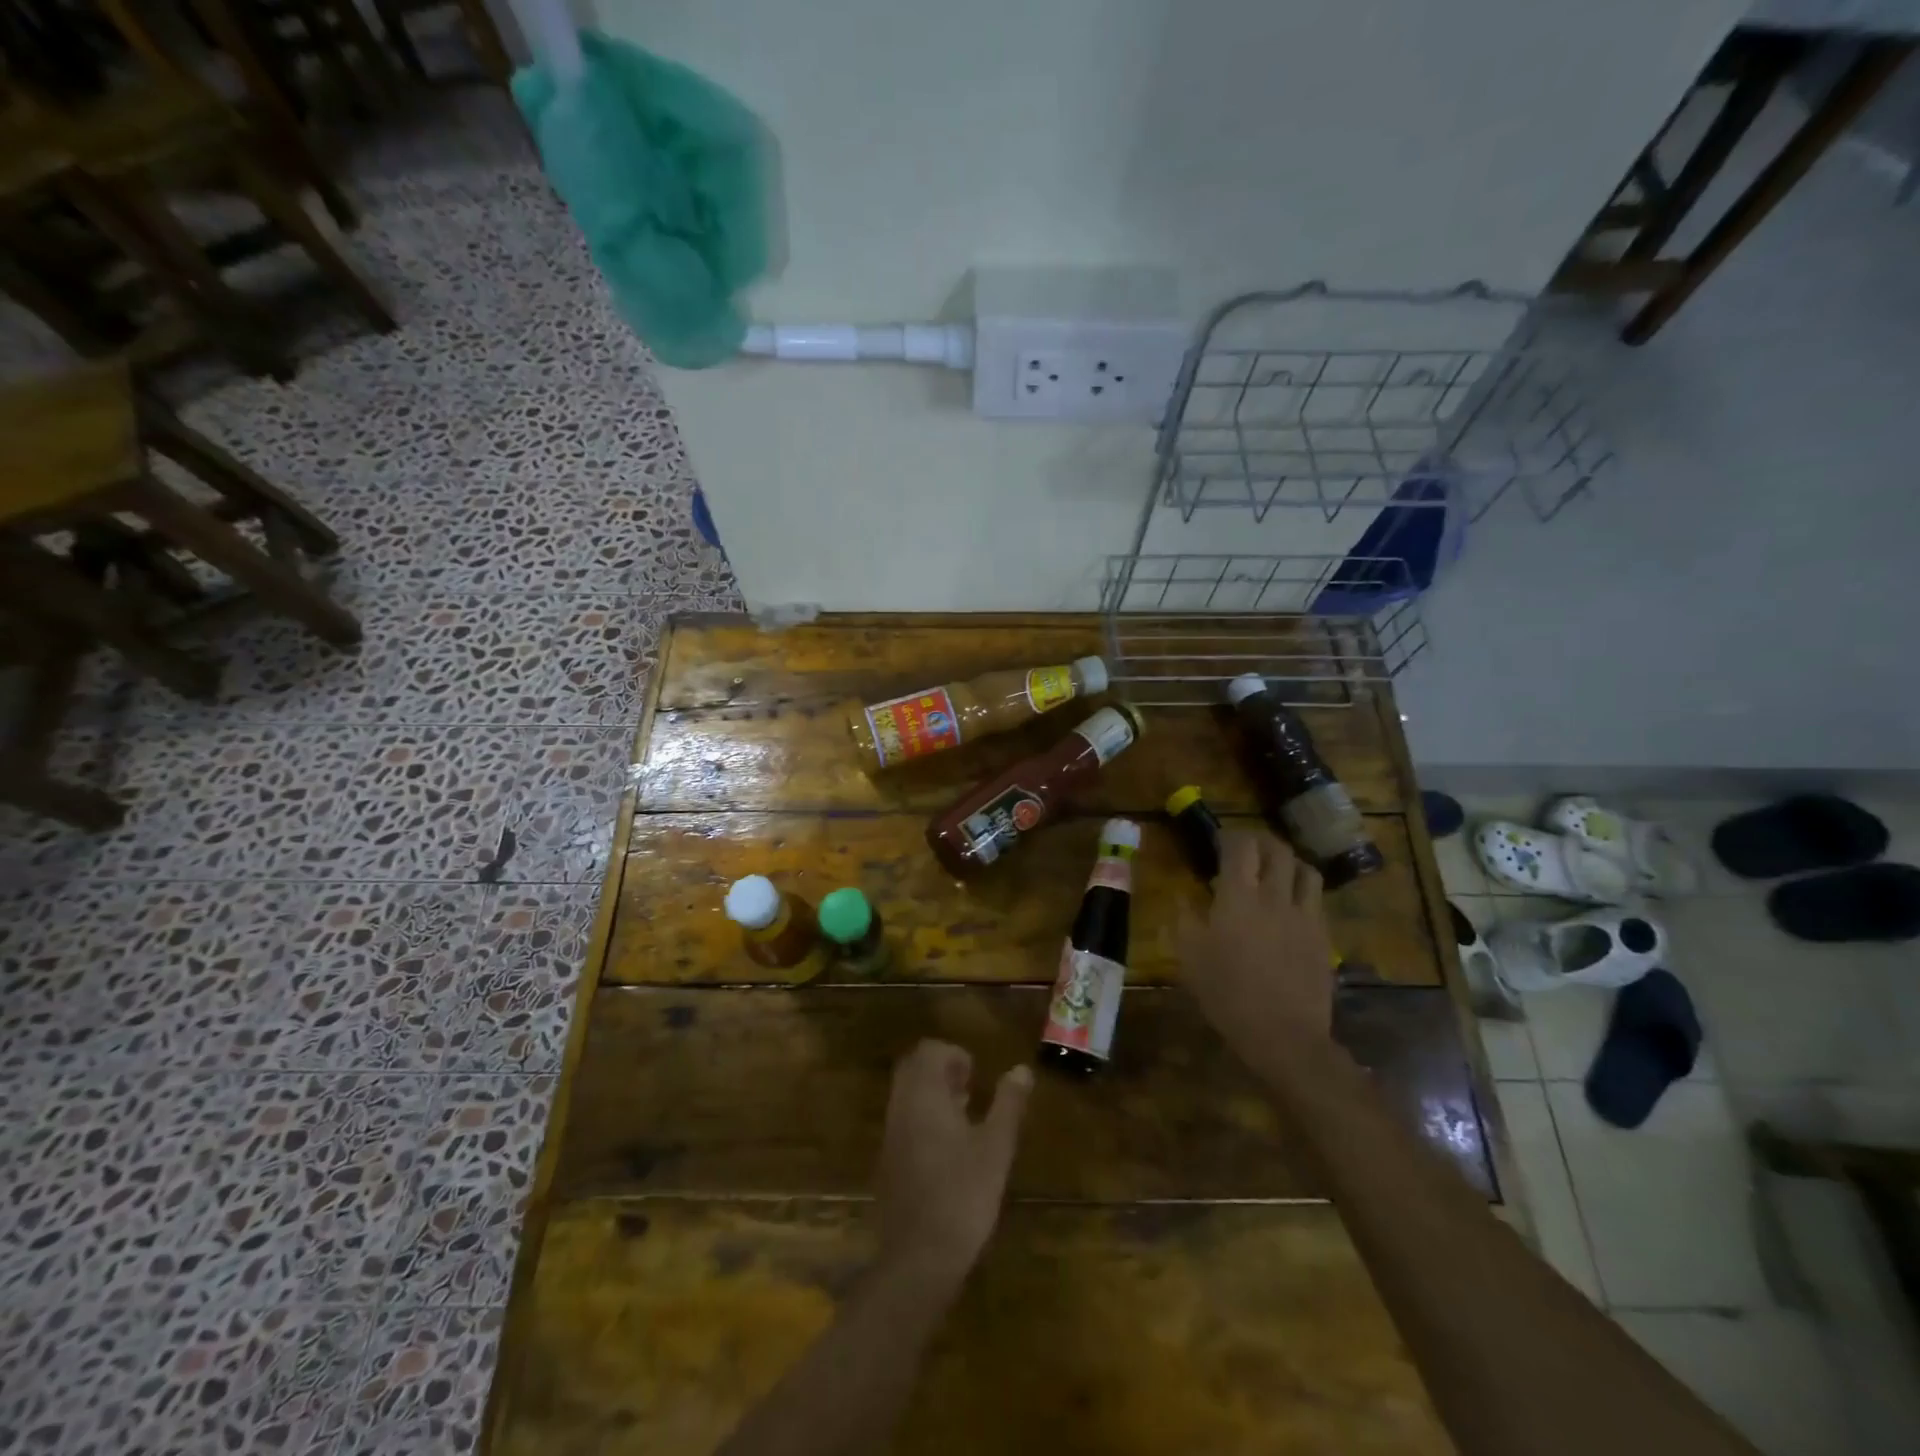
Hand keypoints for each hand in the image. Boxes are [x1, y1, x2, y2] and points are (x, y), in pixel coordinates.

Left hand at [874, 1040, 1032, 1289]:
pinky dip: (923, 1118)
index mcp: (924, 1095)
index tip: (976, 1074)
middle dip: (941, 1070)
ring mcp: (890, 1135)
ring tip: (965, 1116)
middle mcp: (901, 1107)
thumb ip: (1008, 1104)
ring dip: (933, 1094)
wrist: (917, 1258)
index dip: (953, 1054)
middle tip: (970, 1089)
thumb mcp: (995, 1147)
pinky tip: (949, 1148)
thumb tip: (1021, 1070)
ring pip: (907, 1095)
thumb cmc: (962, 1195)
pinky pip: (903, 1120)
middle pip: (913, 1068)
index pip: (929, 1051)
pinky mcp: (888, 1161)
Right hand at [1178, 830, 1335, 1065]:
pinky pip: (1317, 902)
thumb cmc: (1227, 994)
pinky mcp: (1323, 938)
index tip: (1219, 842)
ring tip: (1276, 872)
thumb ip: (1184, 920)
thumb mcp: (1189, 958)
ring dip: (1289, 863)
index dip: (1230, 836)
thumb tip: (1182, 896)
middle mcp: (1275, 897)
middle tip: (1247, 849)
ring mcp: (1305, 917)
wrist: (1284, 1035)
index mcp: (1238, 897)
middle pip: (1278, 850)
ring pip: (1306, 871)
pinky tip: (1291, 908)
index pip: (1241, 846)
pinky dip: (1303, 893)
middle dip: (1262, 842)